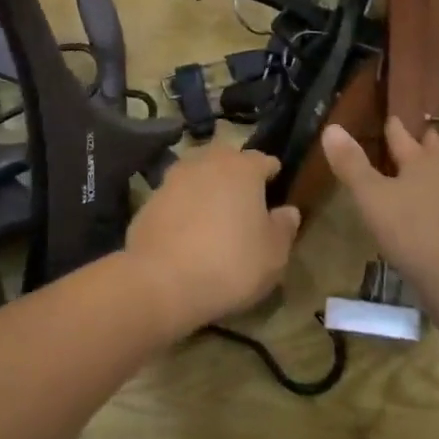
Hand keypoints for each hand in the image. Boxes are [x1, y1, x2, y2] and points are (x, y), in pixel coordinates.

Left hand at [124, 139, 300, 337]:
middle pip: (226, 158)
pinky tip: (187, 229)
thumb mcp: (273, 255)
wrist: (162, 280)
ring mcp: (174, 177)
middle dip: (236, 172)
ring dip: (207, 185)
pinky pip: (175, 195)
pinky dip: (183, 205)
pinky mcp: (150, 198)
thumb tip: (288, 211)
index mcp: (243, 168)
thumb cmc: (230, 263)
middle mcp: (207, 162)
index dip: (271, 173)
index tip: (276, 188)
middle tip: (244, 198)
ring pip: (197, 172)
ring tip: (214, 212)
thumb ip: (284, 228)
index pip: (263, 160)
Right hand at [322, 118, 438, 307]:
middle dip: (423, 143)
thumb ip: (351, 164)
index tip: (391, 116)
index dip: (395, 126)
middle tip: (415, 136)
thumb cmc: (411, 230)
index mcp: (423, 162)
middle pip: (434, 152)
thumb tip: (331, 128)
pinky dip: (438, 204)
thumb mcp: (371, 197)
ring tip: (418, 177)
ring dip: (432, 175)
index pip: (405, 136)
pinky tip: (430, 216)